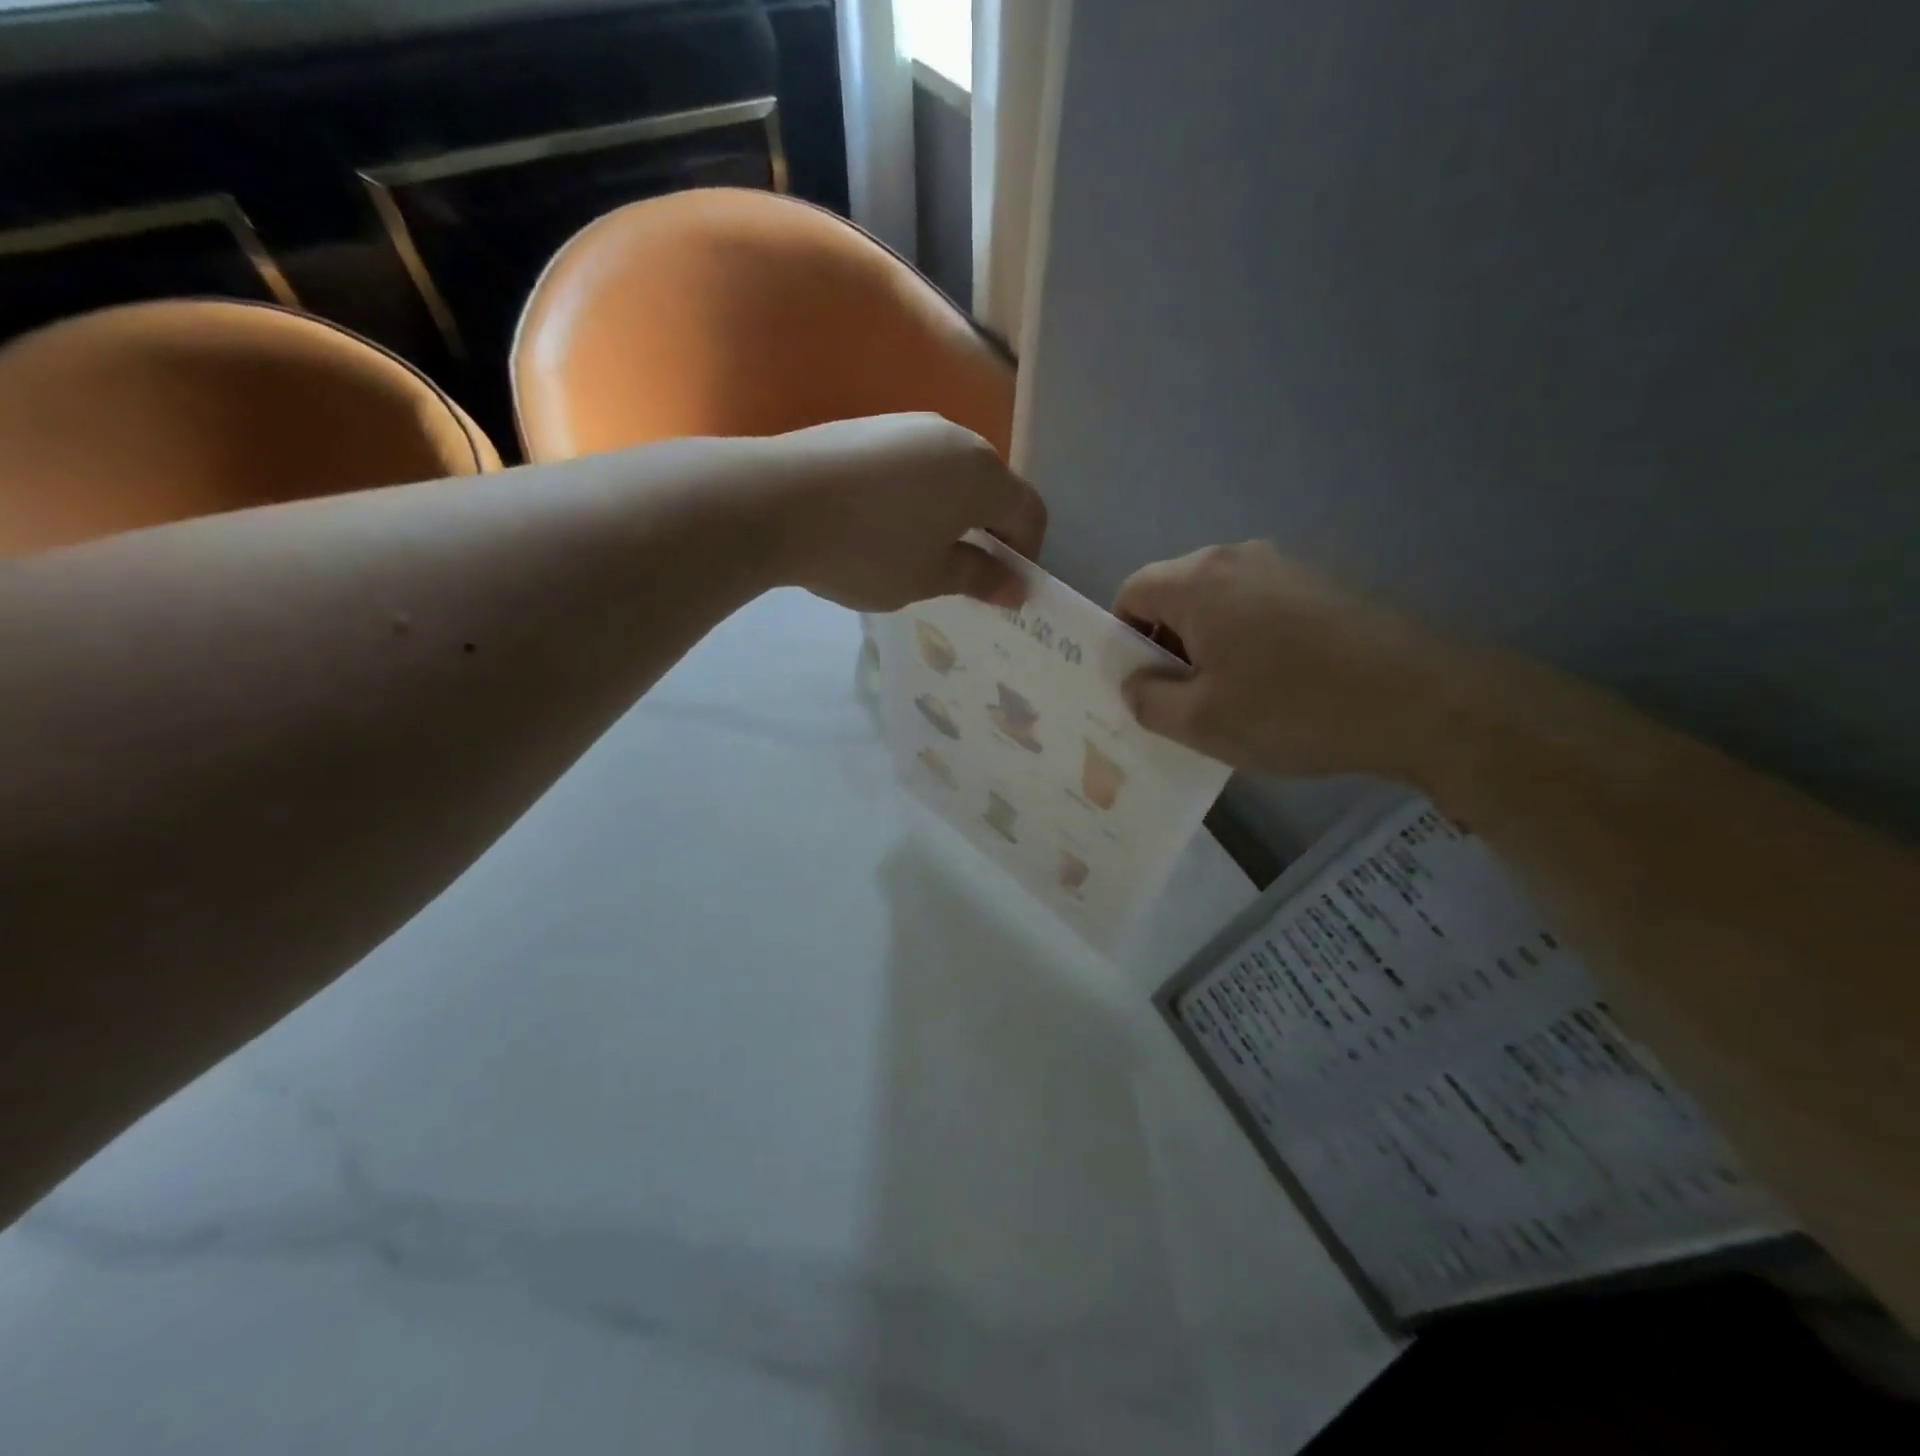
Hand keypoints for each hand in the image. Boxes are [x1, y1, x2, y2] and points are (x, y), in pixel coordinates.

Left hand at [765, 414, 1046, 612]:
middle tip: (963, 573)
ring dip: (952, 513)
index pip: (1029, 513)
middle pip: (992, 488)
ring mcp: (909, 426)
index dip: (1026, 554)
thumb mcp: (928, 577)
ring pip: (951, 474)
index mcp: (982, 475)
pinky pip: (914, 464)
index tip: (1002, 588)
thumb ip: (979, 578)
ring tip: (919, 550)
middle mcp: (955, 438)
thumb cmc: (867, 550)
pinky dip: (916, 496)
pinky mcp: (871, 427)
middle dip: (989, 532)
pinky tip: (882, 524)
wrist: (773, 502)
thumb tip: (1016, 587)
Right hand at [1113, 541, 1458, 779]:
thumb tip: (1134, 684)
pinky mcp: (1327, 585)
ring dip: (1211, 643)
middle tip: (1183, 697)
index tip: (1142, 683)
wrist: (1422, 701)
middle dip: (1167, 643)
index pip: (1131, 592)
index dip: (1123, 638)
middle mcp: (1239, 558)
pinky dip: (1251, 639)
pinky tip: (1279, 685)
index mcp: (1199, 582)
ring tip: (1233, 696)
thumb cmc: (1292, 709)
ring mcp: (1289, 567)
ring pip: (1222, 602)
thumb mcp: (1201, 722)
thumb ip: (1148, 701)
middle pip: (1177, 593)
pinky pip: (1263, 607)